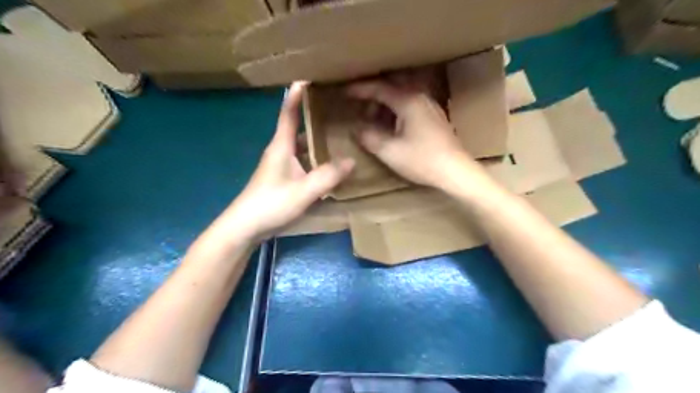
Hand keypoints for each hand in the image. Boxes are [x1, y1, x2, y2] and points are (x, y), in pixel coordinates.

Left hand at [217, 81, 356, 241]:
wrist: (245, 228)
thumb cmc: (270, 204)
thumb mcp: (304, 191)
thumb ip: (328, 176)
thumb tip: (351, 160)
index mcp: (281, 146)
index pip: (288, 112)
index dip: (297, 94)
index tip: (310, 76)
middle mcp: (281, 151)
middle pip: (298, 126)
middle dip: (315, 115)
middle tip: (339, 108)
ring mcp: (281, 166)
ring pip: (302, 145)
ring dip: (317, 138)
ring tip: (340, 133)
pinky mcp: (284, 179)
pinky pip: (303, 161)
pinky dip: (316, 157)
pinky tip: (330, 163)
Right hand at [347, 77, 478, 187]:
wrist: (455, 171)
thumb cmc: (422, 160)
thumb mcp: (390, 152)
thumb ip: (369, 138)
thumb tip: (356, 130)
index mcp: (408, 101)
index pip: (380, 89)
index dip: (360, 90)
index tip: (345, 92)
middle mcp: (421, 98)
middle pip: (392, 90)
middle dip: (373, 98)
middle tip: (360, 111)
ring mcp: (430, 107)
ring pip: (402, 99)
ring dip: (385, 107)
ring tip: (374, 123)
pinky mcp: (435, 118)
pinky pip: (410, 107)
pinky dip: (396, 113)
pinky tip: (392, 128)